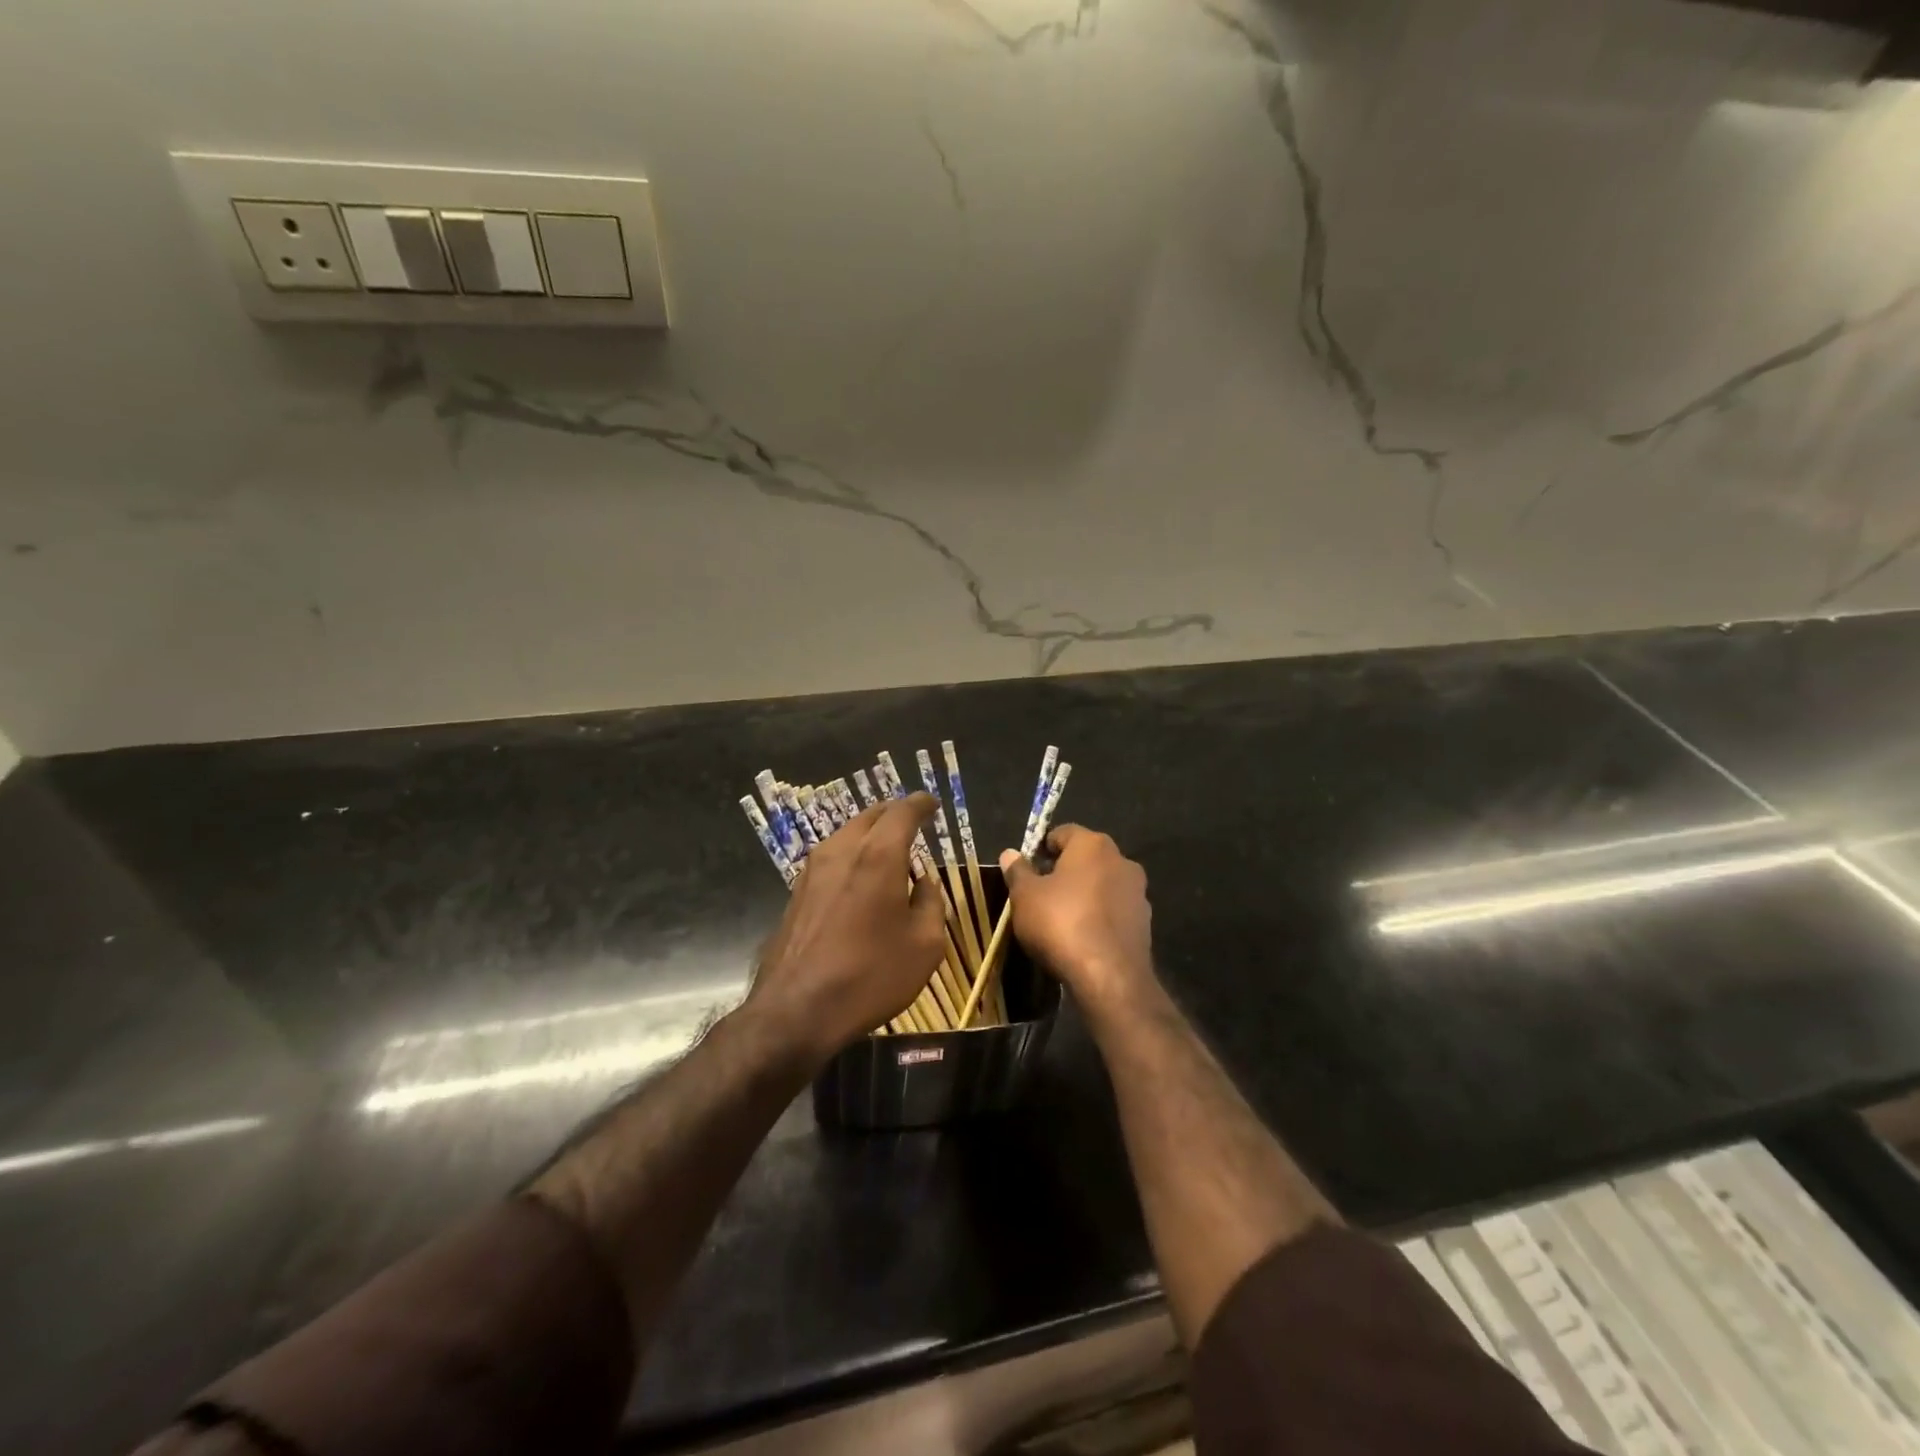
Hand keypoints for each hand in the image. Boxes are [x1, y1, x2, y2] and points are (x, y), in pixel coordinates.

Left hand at [744, 792, 946, 1064]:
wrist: (797, 1009)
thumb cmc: (871, 975)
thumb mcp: (924, 945)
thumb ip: (931, 902)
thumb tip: (925, 881)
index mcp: (878, 855)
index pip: (902, 812)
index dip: (921, 804)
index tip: (932, 804)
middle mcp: (842, 850)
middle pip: (871, 816)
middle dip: (894, 814)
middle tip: (913, 822)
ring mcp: (813, 869)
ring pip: (847, 834)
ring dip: (870, 834)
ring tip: (889, 851)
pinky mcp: (797, 890)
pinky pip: (832, 856)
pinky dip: (852, 854)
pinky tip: (860, 878)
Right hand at [999, 825, 1152, 1012]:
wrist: (1109, 976)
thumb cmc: (1061, 923)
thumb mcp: (1025, 897)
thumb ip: (1018, 871)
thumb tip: (1010, 853)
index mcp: (1092, 845)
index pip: (1064, 832)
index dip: (1042, 848)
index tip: (1027, 870)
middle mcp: (1121, 860)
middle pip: (1086, 857)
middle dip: (1064, 871)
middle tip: (1040, 894)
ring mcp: (1138, 892)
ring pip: (1102, 884)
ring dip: (1084, 894)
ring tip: (1061, 918)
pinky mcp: (1145, 921)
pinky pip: (1114, 910)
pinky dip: (1099, 916)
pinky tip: (1083, 937)